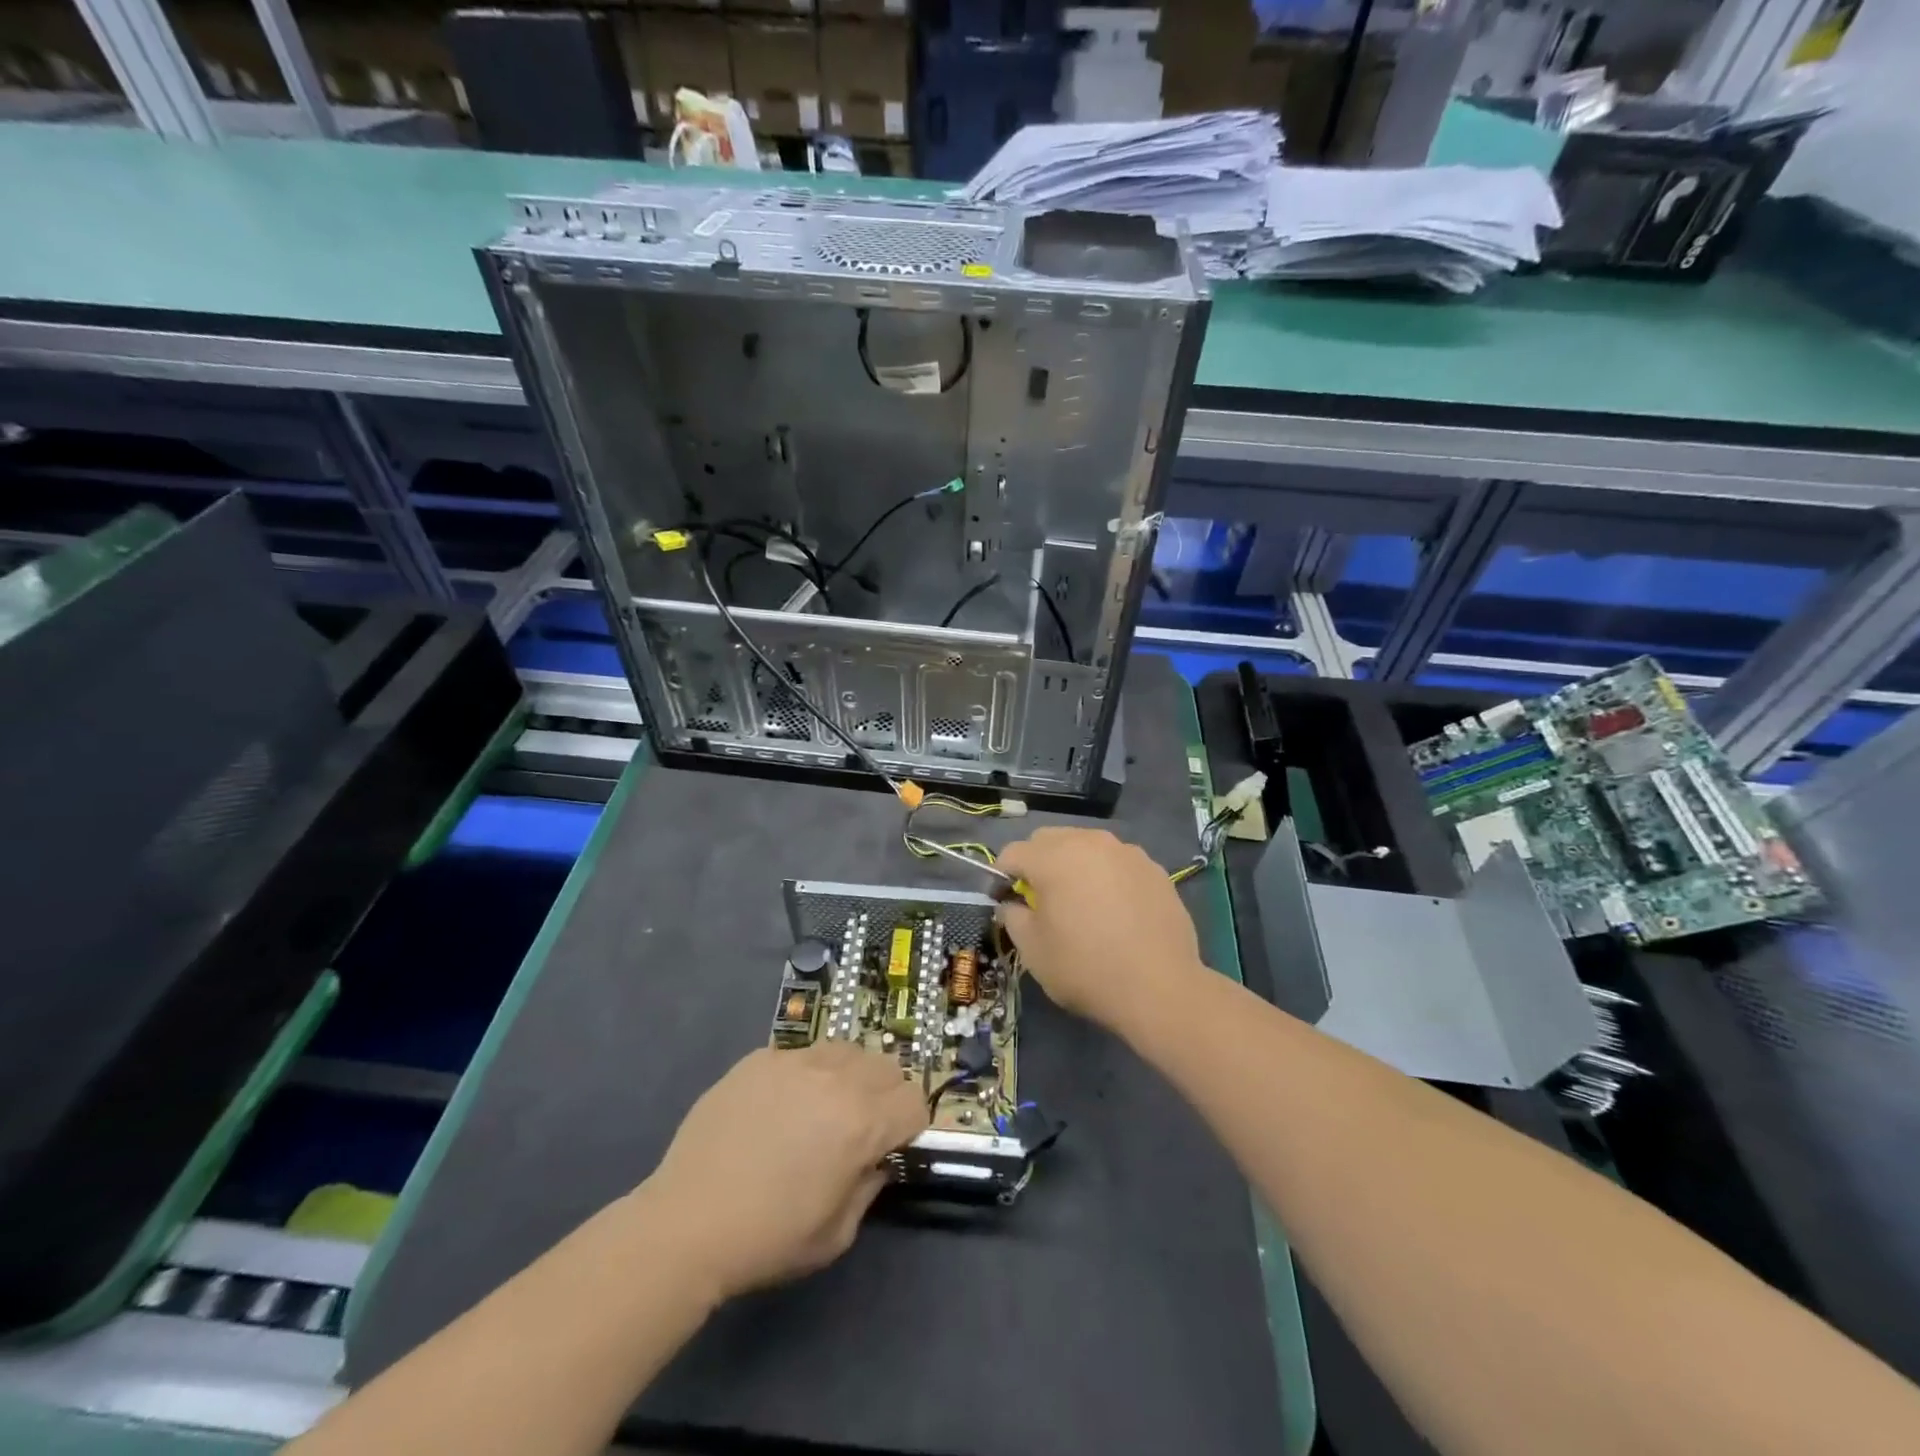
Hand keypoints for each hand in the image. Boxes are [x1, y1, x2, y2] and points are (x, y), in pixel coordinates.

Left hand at [640, 1042, 926, 1301]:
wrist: (687, 1223)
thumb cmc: (768, 1239)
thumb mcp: (836, 1233)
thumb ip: (869, 1186)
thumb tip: (875, 1159)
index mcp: (863, 1122)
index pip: (914, 1102)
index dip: (908, 1127)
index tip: (888, 1147)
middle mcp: (837, 1079)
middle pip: (886, 1067)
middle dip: (884, 1096)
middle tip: (858, 1127)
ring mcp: (795, 1062)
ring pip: (845, 1050)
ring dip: (848, 1076)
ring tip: (820, 1108)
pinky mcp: (760, 1058)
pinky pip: (800, 1054)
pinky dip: (803, 1075)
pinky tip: (777, 1107)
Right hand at [996, 827, 1202, 1027]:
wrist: (1159, 988)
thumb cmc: (1085, 968)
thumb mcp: (1032, 950)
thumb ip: (1012, 916)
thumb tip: (1013, 903)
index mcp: (1053, 857)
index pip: (1013, 853)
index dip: (1002, 877)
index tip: (1007, 903)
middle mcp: (1089, 842)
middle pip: (1049, 840)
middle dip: (1037, 863)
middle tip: (1042, 901)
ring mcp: (1126, 852)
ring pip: (1086, 846)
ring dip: (1074, 865)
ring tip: (1082, 903)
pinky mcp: (1154, 868)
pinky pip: (1117, 862)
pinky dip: (1107, 876)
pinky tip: (1116, 910)